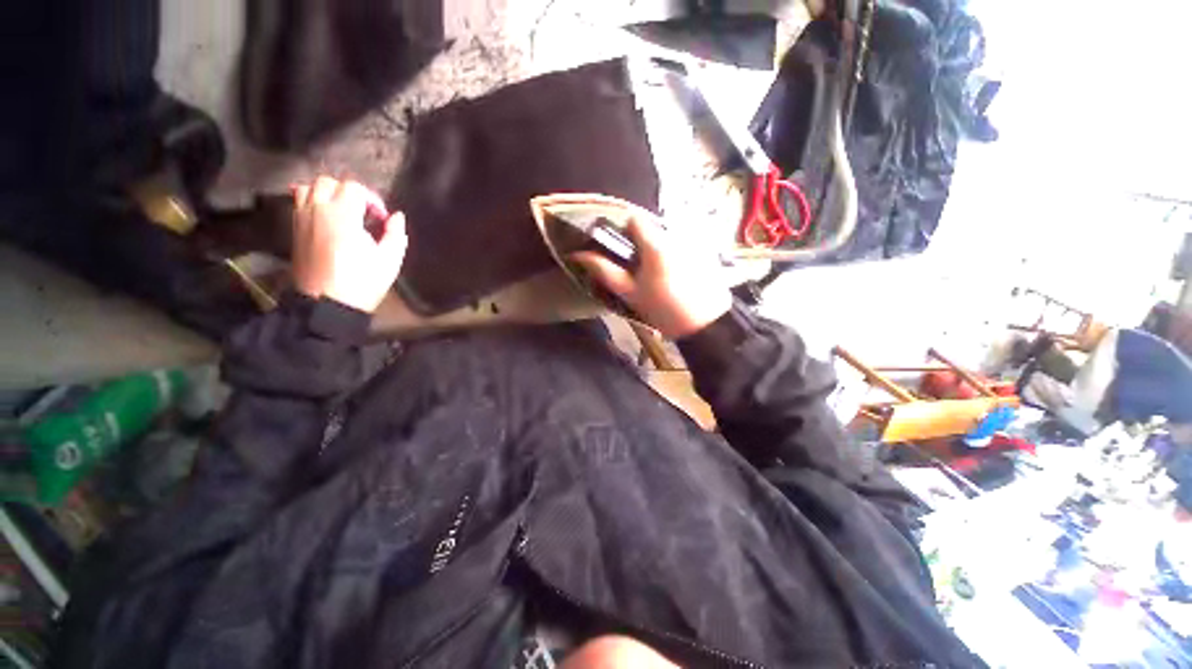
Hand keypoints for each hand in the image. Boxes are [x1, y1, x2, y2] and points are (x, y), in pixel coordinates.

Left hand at [290, 176, 406, 312]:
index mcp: (343, 215)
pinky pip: (299, 203)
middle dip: (349, 192)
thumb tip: (397, 217)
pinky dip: (312, 202)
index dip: (371, 199)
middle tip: (363, 212)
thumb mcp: (390, 260)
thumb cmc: (362, 282)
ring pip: (309, 188)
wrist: (328, 304)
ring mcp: (302, 219)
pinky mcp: (294, 230)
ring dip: (327, 193)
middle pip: (329, 182)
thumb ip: (396, 234)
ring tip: (341, 211)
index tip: (381, 219)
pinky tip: (326, 218)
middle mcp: (318, 210)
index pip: (353, 187)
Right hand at [572, 216, 731, 338]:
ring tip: (659, 275)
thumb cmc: (663, 310)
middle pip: (651, 227)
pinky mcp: (706, 249)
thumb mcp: (630, 293)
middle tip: (639, 269)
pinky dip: (674, 253)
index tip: (622, 251)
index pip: (634, 218)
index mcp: (655, 244)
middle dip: (641, 243)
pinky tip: (677, 275)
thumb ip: (605, 270)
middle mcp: (676, 234)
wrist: (706, 325)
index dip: (623, 232)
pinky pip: (682, 242)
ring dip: (657, 249)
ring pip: (666, 235)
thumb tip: (579, 254)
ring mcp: (694, 240)